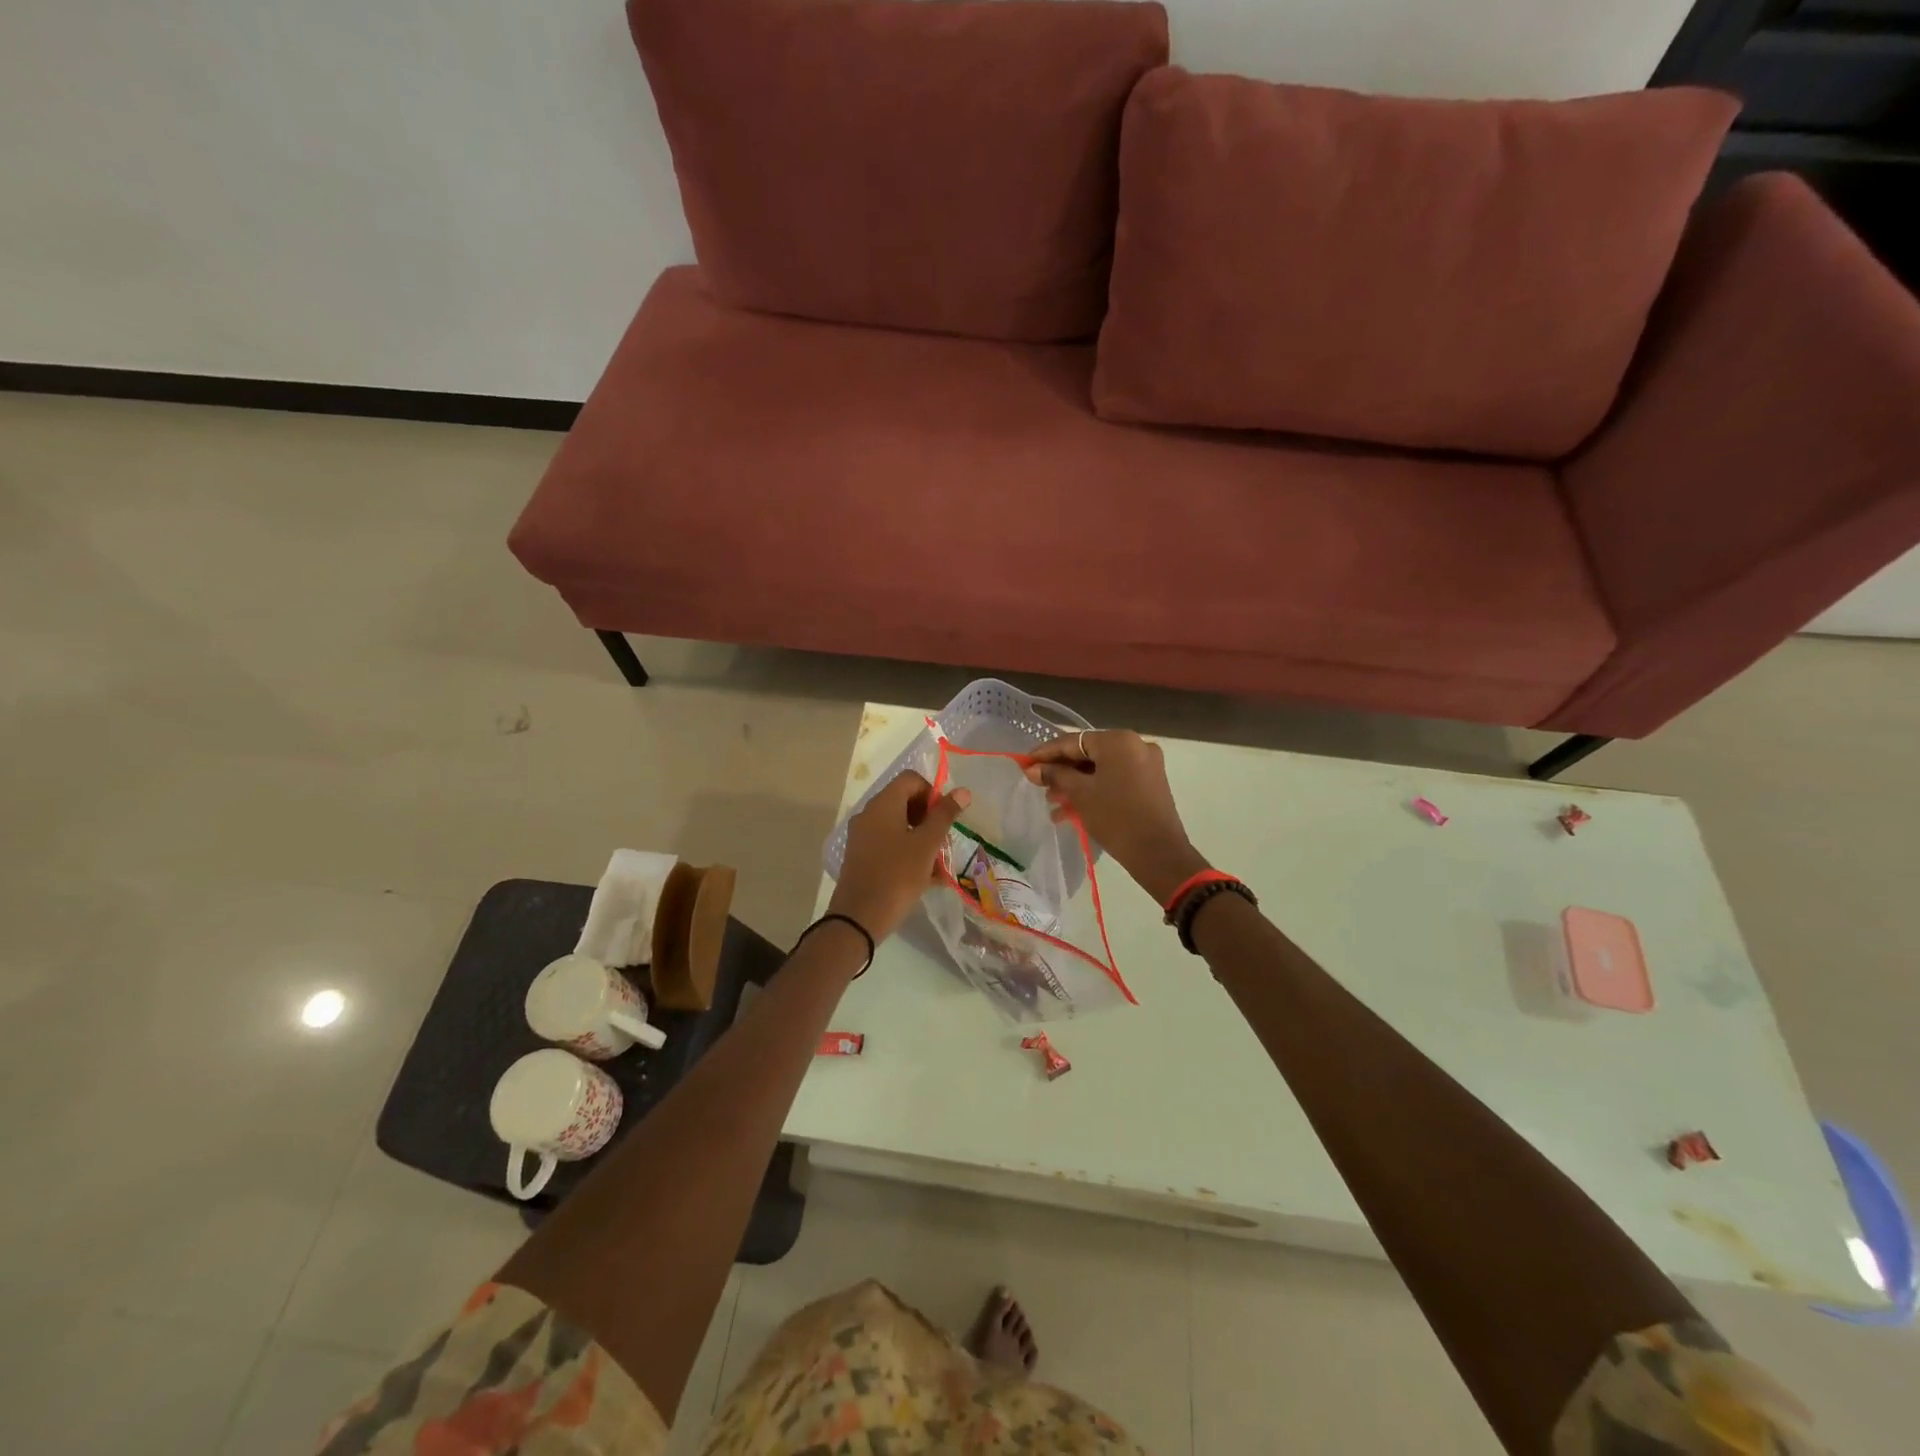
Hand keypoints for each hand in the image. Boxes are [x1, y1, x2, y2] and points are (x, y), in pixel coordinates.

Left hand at [828, 771, 971, 941]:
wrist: (858, 918)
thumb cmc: (897, 876)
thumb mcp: (926, 845)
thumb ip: (944, 815)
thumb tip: (963, 791)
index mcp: (883, 804)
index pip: (911, 780)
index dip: (933, 793)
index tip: (945, 818)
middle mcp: (869, 815)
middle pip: (905, 802)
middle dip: (930, 819)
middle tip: (944, 842)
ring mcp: (863, 837)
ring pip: (899, 826)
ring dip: (922, 839)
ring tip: (939, 865)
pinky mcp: (862, 857)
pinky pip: (890, 845)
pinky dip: (908, 853)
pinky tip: (927, 878)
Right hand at [1024, 730, 1206, 904]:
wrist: (1158, 853)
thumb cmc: (1115, 817)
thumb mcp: (1080, 794)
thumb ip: (1055, 775)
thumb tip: (1033, 769)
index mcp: (1118, 741)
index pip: (1073, 741)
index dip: (1046, 753)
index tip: (1025, 763)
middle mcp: (1135, 745)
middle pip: (1088, 754)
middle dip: (1062, 771)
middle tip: (1039, 786)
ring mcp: (1145, 765)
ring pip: (1101, 769)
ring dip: (1075, 784)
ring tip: (1052, 803)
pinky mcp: (1150, 784)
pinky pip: (1114, 780)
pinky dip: (1094, 790)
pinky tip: (1071, 811)